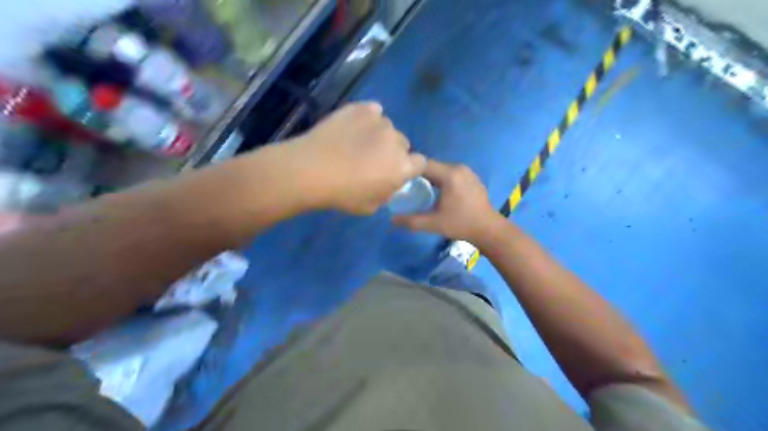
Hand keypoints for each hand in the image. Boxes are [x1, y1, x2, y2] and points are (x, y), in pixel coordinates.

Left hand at [288, 102, 426, 214]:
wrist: (310, 170)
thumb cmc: (342, 194)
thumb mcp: (370, 206)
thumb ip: (386, 193)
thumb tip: (387, 183)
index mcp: (402, 167)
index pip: (420, 163)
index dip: (408, 167)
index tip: (393, 172)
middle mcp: (396, 141)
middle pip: (403, 144)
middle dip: (392, 151)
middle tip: (371, 159)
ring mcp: (379, 122)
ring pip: (387, 128)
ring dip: (378, 135)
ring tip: (356, 142)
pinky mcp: (361, 108)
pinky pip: (372, 111)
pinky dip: (367, 118)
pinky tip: (352, 126)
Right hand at [393, 160, 508, 245]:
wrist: (488, 229)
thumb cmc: (461, 224)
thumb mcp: (433, 224)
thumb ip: (411, 221)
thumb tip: (391, 219)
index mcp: (449, 174)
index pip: (423, 164)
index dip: (409, 170)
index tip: (399, 180)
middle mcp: (458, 167)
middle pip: (432, 165)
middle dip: (419, 175)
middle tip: (407, 187)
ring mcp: (467, 171)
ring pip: (441, 169)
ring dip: (430, 177)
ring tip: (420, 190)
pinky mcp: (471, 177)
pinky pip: (451, 173)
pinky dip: (441, 179)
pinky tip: (438, 193)